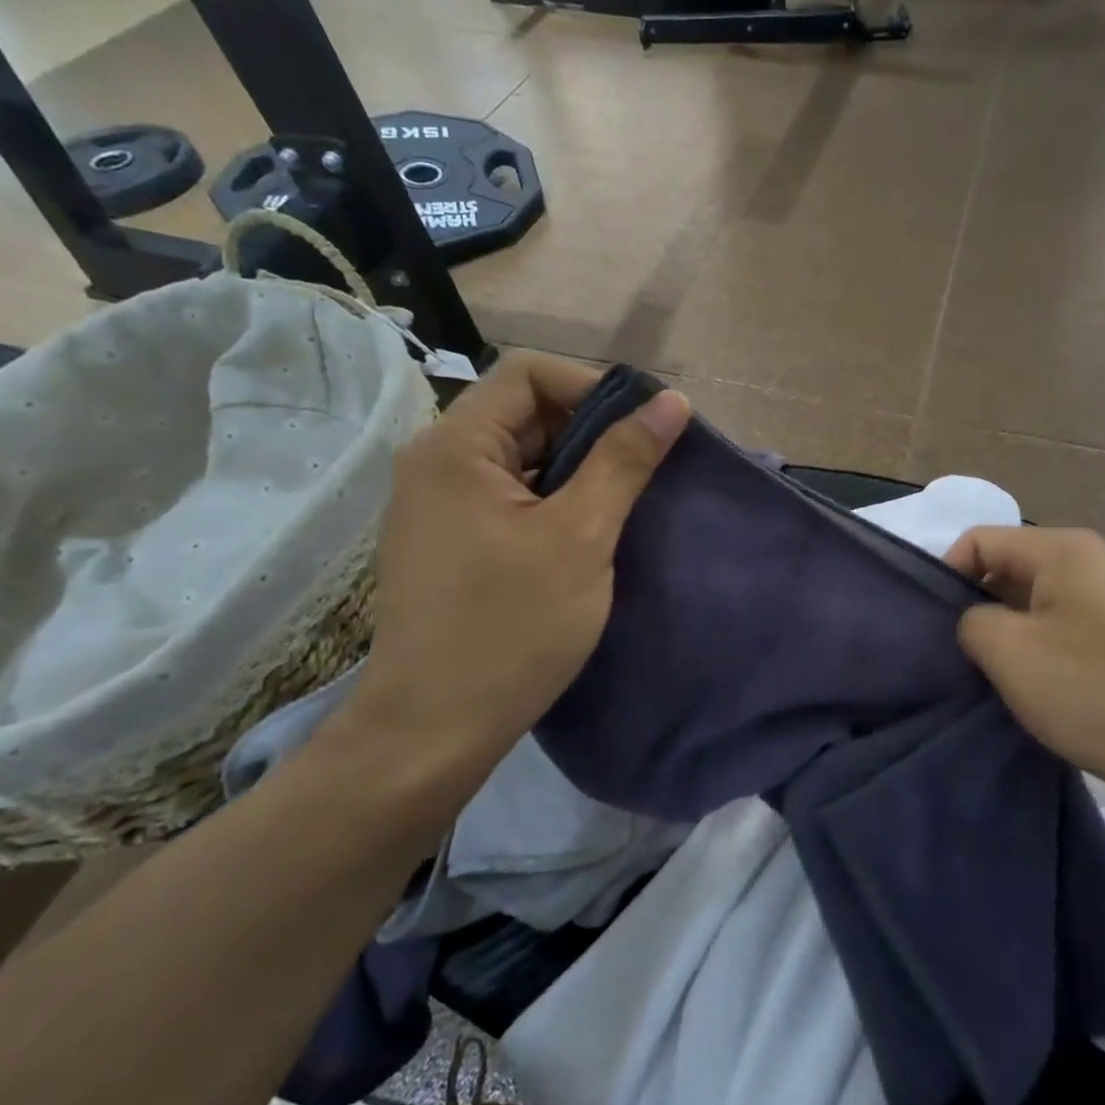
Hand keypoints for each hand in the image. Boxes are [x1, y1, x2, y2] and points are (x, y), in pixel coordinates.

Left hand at [344, 353, 689, 800]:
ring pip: (521, 457)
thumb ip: (624, 461)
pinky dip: (555, 499)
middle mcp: (436, 462)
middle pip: (525, 412)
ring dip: (578, 468)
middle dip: (592, 430)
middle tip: (648, 469)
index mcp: (455, 448)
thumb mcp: (580, 537)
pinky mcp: (450, 541)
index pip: (530, 373)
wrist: (433, 730)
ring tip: (628, 501)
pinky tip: (590, 533)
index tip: (647, 430)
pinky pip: (510, 495)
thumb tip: (671, 402)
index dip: (595, 387)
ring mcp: (438, 505)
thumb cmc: (511, 628)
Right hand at [946, 525, 1104, 824]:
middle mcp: (1096, 562)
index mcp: (1062, 549)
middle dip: (981, 614)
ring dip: (1018, 643)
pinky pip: (1078, 636)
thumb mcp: (1012, 655)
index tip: (934, 632)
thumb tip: (976, 620)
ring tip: (1006, 689)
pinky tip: (1055, 701)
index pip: (979, 541)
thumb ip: (971, 623)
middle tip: (963, 665)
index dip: (945, 578)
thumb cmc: (1103, 691)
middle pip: (1013, 573)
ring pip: (1045, 609)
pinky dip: (1054, 660)